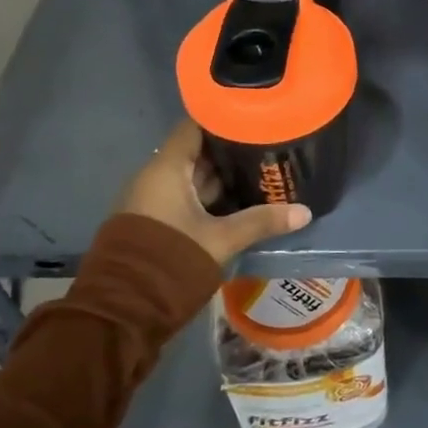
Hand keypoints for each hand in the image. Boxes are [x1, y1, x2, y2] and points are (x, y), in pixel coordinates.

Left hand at [120, 119, 310, 267]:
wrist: (122, 311)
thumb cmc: (170, 262)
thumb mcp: (221, 240)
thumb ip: (261, 221)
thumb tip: (304, 212)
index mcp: (166, 169)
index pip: (194, 126)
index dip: (223, 118)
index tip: (254, 116)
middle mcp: (155, 177)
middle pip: (196, 152)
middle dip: (230, 149)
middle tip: (268, 144)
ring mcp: (153, 200)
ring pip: (193, 177)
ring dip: (223, 175)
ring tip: (261, 168)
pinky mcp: (155, 221)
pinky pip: (186, 197)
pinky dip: (211, 196)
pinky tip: (240, 199)